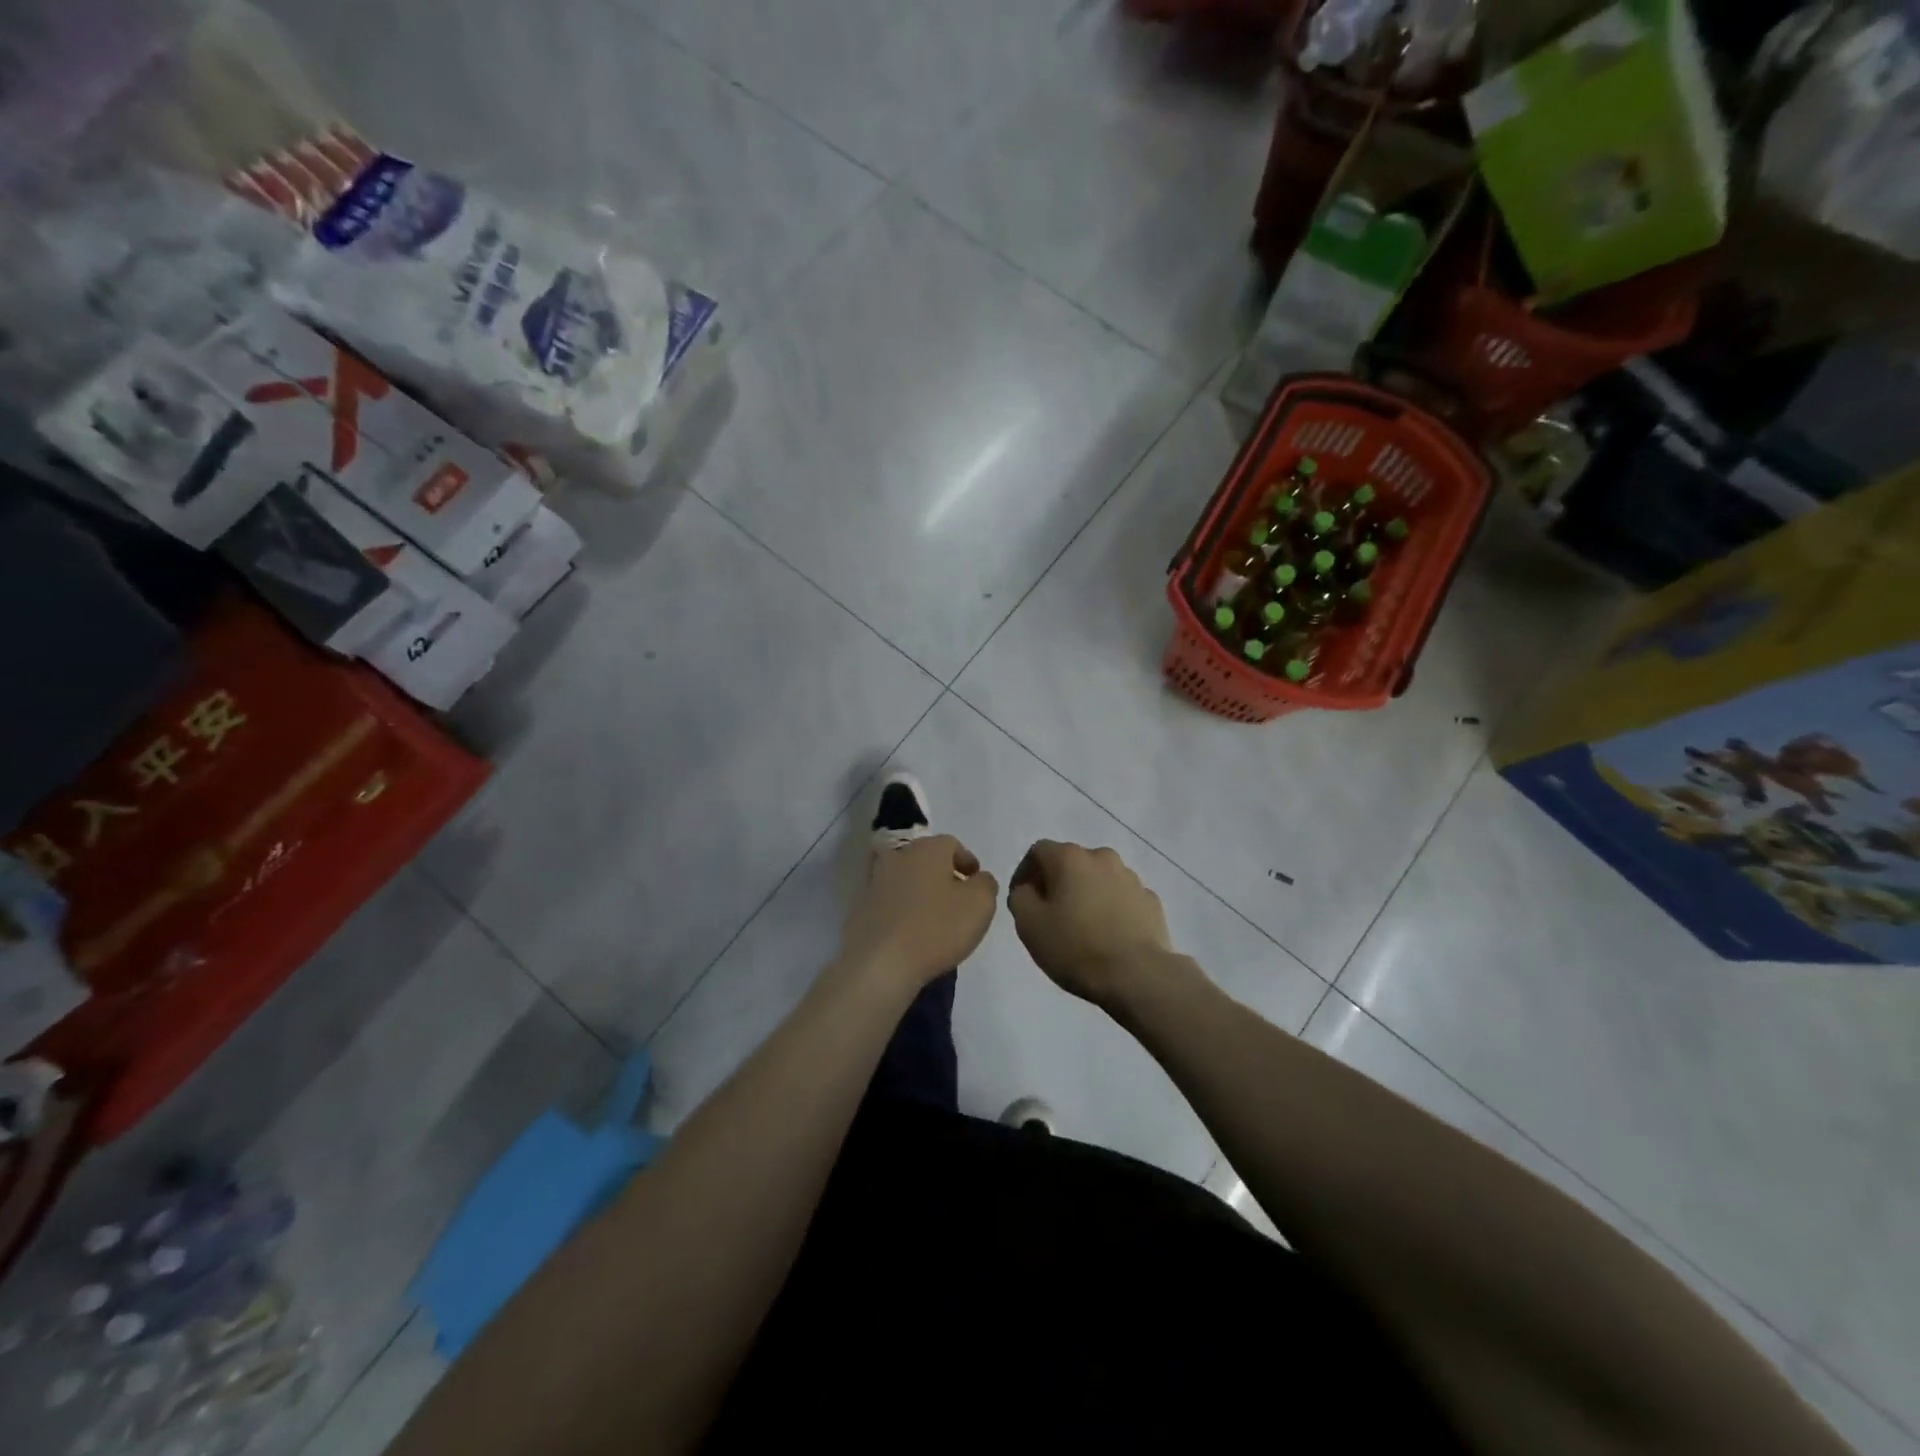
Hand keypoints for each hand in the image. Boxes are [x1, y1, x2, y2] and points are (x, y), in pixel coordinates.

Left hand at [841, 835, 997, 989]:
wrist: (880, 963)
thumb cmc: (937, 928)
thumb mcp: (980, 904)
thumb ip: (986, 884)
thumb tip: (979, 879)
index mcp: (928, 849)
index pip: (952, 844)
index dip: (967, 862)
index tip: (977, 884)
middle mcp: (899, 856)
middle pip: (927, 860)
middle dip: (944, 876)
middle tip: (959, 901)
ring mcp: (876, 881)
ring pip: (907, 880)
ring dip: (922, 893)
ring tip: (937, 921)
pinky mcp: (862, 907)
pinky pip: (891, 903)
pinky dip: (904, 911)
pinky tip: (913, 934)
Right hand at [1008, 841, 1175, 1007]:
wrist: (1137, 975)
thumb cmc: (1076, 947)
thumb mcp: (1029, 925)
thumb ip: (1020, 897)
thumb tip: (1028, 890)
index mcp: (1070, 858)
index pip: (1038, 852)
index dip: (1025, 873)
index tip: (1023, 900)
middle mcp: (1102, 857)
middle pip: (1071, 862)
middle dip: (1057, 882)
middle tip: (1050, 914)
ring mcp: (1131, 878)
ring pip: (1099, 878)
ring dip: (1086, 894)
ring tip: (1082, 926)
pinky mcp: (1150, 900)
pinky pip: (1122, 898)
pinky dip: (1111, 908)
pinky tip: (1108, 935)